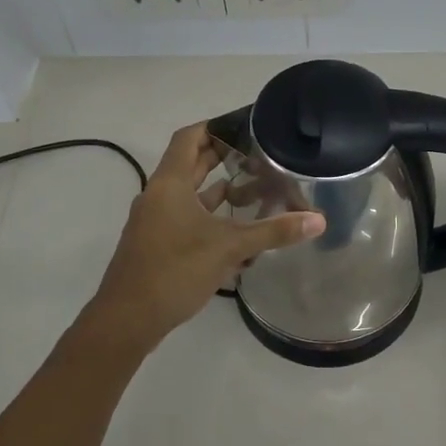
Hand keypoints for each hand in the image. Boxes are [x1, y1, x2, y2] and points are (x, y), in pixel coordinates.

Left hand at [89, 122, 324, 348]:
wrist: (127, 320)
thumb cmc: (174, 271)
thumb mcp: (228, 248)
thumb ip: (273, 232)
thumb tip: (318, 220)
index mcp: (169, 184)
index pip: (189, 138)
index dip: (215, 126)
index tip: (245, 125)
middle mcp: (159, 196)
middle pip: (191, 164)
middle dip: (223, 158)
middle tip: (260, 154)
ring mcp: (156, 221)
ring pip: (191, 195)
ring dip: (219, 190)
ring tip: (256, 189)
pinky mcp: (158, 244)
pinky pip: (188, 219)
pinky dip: (211, 218)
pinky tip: (238, 230)